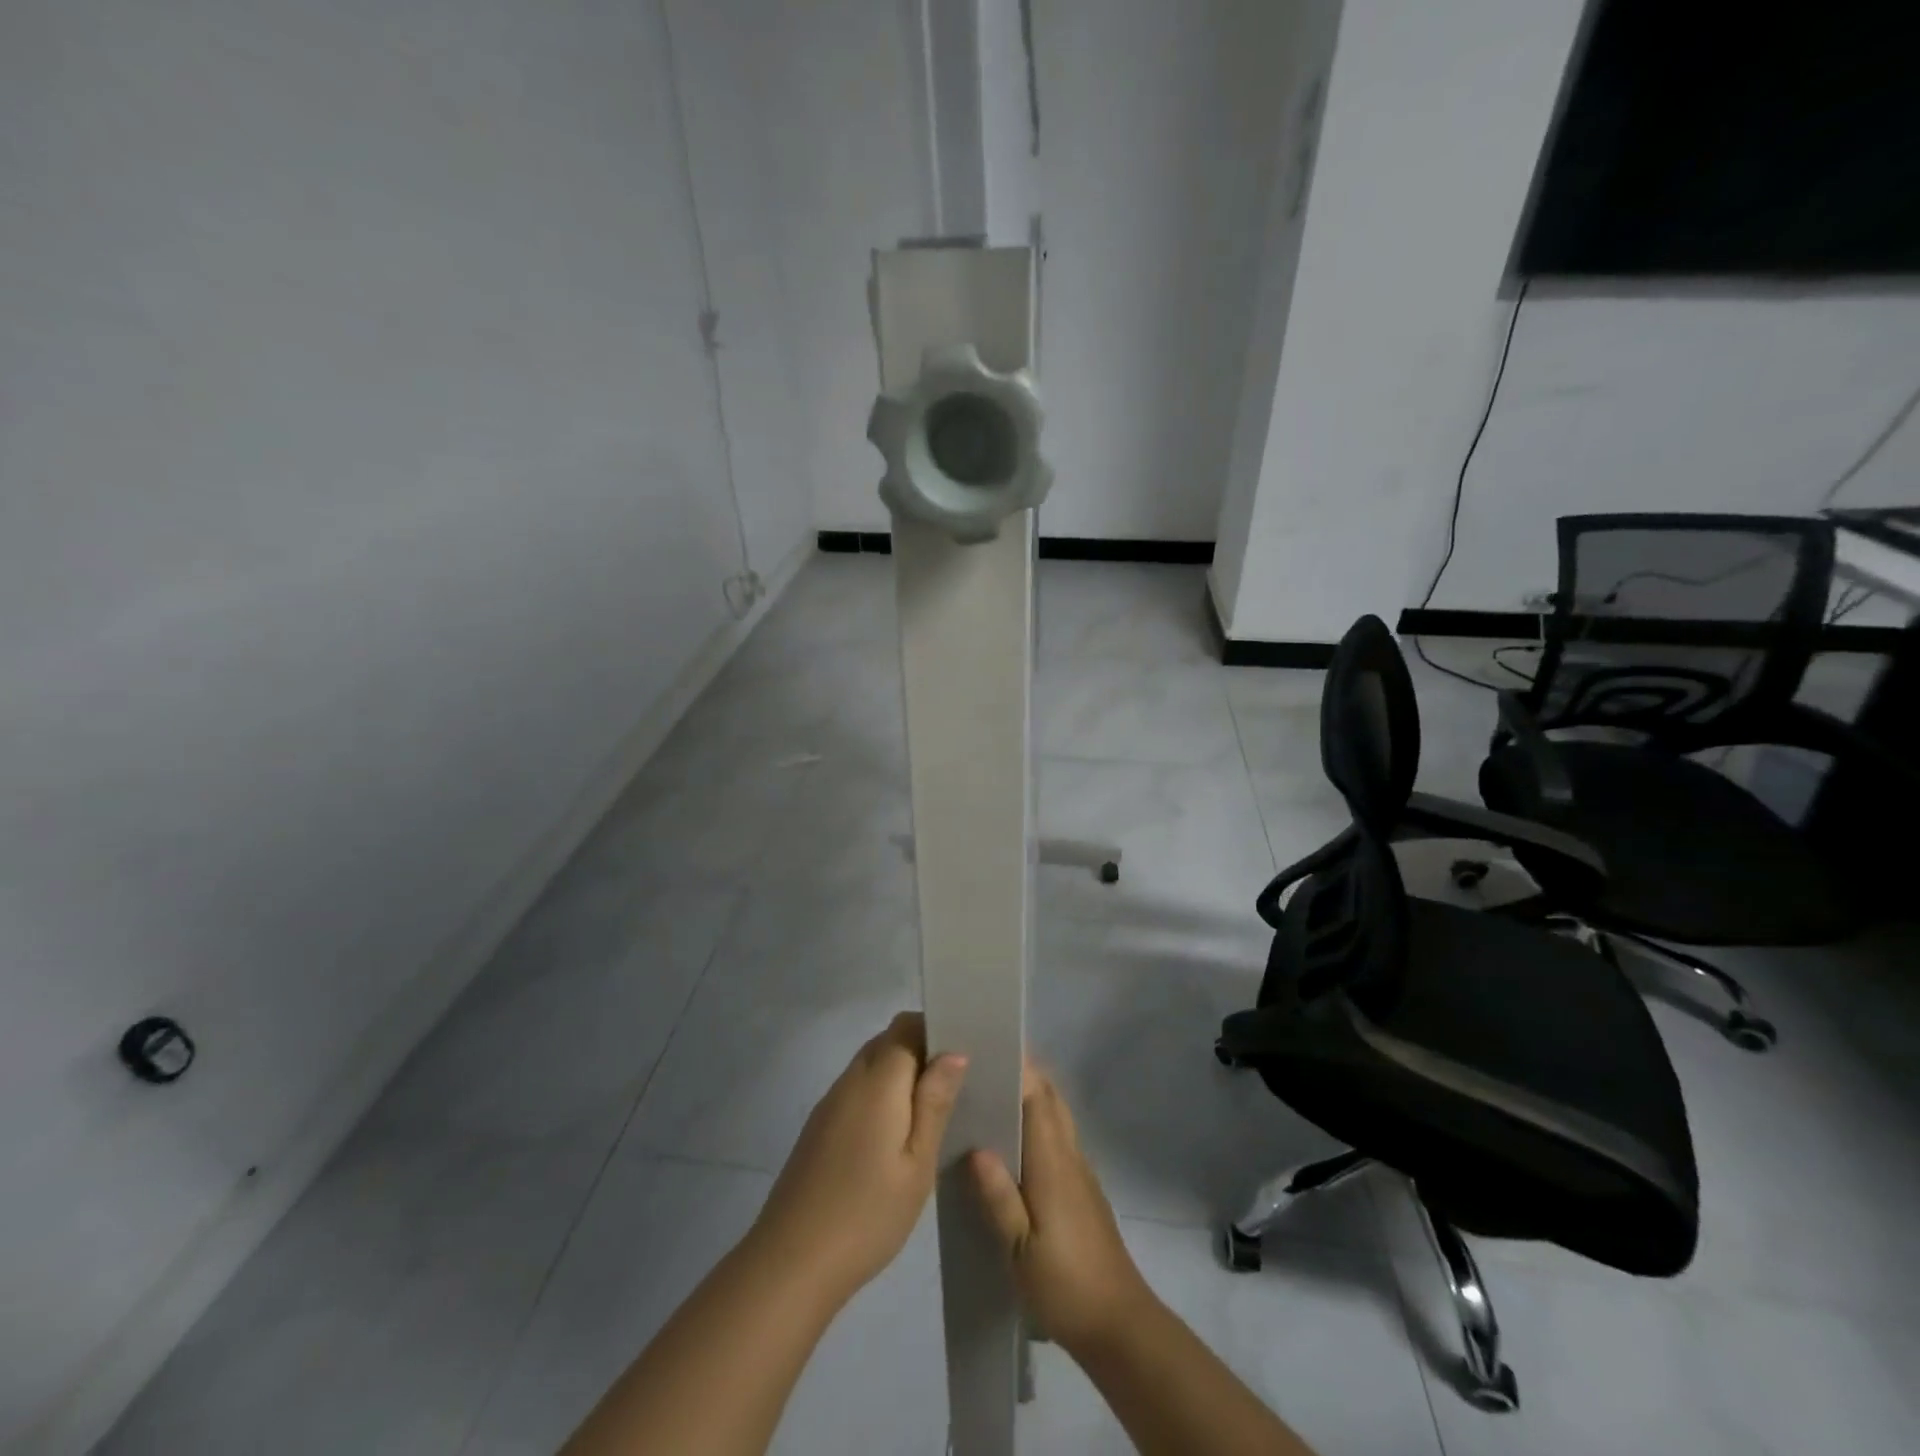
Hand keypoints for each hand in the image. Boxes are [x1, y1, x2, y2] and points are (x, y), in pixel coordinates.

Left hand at [749, 1012, 967, 1307]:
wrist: (791, 1263)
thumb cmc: (867, 1214)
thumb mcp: (917, 1163)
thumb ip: (934, 1102)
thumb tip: (954, 1052)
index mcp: (877, 1081)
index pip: (906, 1026)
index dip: (934, 1030)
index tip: (963, 1055)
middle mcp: (850, 1080)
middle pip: (886, 1041)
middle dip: (920, 1050)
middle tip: (953, 1087)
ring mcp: (829, 1103)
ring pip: (870, 1065)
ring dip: (899, 1074)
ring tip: (930, 1112)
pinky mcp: (819, 1127)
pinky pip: (856, 1090)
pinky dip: (879, 1095)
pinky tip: (894, 1136)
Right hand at [968, 1062, 1153, 1355]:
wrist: (1119, 1325)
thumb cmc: (1065, 1285)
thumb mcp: (1019, 1249)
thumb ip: (998, 1196)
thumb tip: (976, 1146)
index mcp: (1053, 1161)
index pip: (1037, 1096)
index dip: (1017, 1066)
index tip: (987, 1047)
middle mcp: (1070, 1155)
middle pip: (1050, 1097)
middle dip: (1022, 1073)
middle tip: (981, 1067)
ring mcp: (1080, 1171)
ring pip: (1056, 1115)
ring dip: (1030, 1096)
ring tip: (989, 1096)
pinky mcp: (1082, 1189)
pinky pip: (1058, 1137)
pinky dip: (1037, 1122)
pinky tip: (1010, 1143)